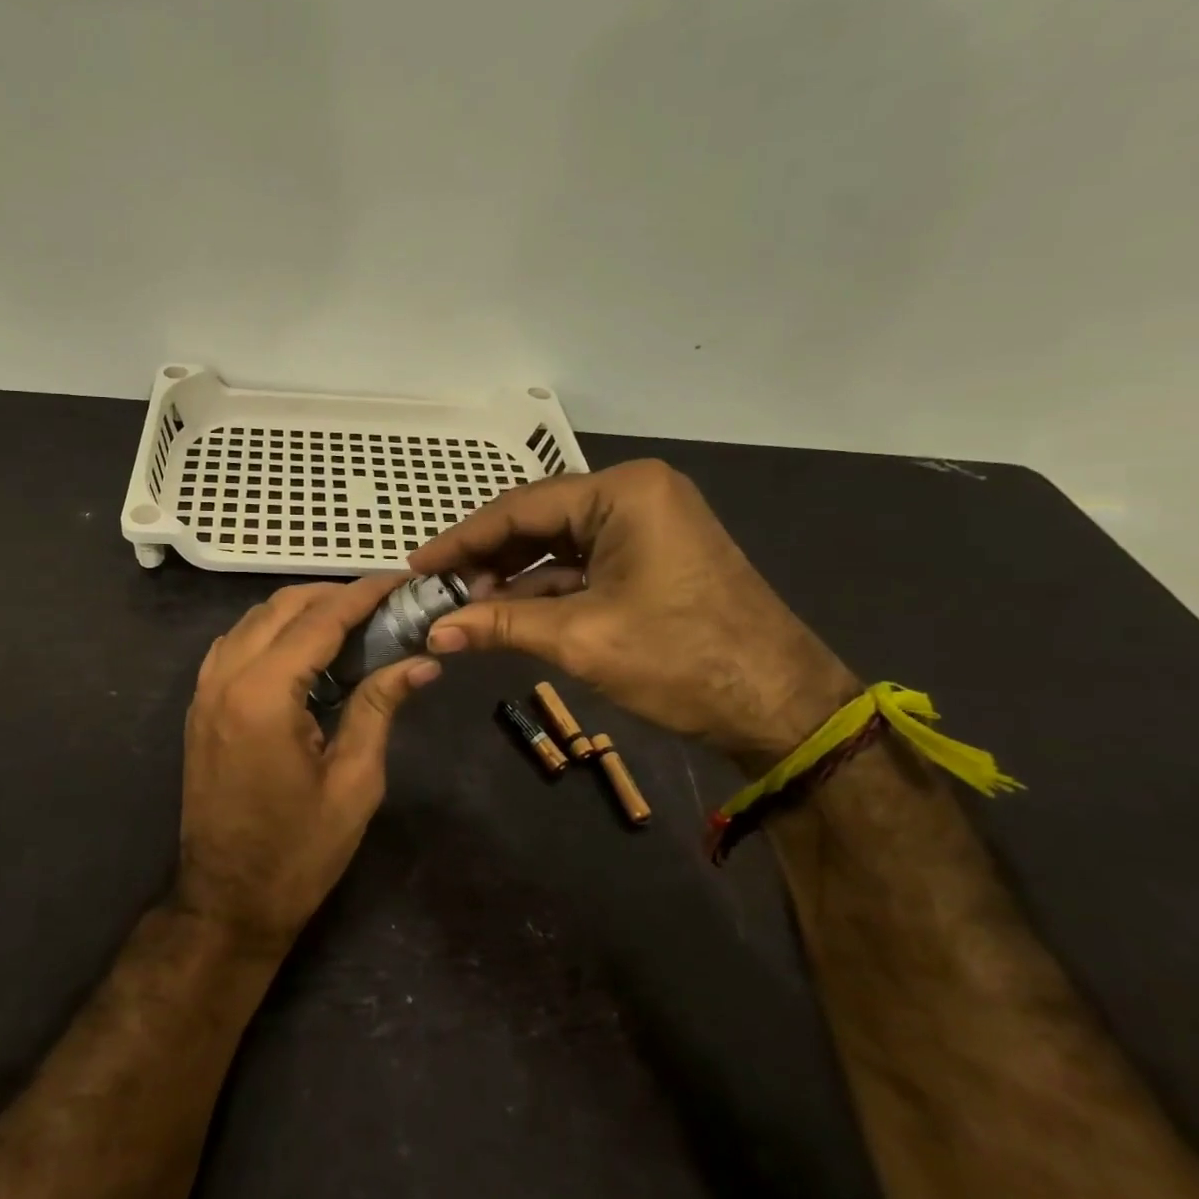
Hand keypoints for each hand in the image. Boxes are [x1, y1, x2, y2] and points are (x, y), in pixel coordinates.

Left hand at [175, 576, 441, 952]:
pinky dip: (270, 630)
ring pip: (253, 619)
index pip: (320, 621)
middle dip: (332, 595)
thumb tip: (422, 661)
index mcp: (264, 695)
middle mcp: (226, 678)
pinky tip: (302, 649)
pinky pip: (235, 643)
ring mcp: (205, 690)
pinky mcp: (200, 705)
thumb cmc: (299, 850)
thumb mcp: (355, 780)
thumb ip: (380, 707)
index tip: (399, 580)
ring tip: (349, 620)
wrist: (228, 901)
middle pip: (282, 607)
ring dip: (300, 609)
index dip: (363, 595)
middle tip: (381, 603)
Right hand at [410, 460, 857, 759]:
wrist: (781, 706)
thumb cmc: (681, 659)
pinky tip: (511, 611)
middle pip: (538, 520)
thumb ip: (500, 624)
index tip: (417, 565)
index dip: (462, 540)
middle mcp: (635, 493)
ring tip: (467, 606)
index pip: (520, 507)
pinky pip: (584, 561)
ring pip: (559, 542)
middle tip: (440, 591)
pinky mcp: (653, 554)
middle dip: (488, 558)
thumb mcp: (581, 639)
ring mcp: (648, 522)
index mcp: (622, 492)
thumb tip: (434, 632)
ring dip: (515, 575)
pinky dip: (547, 586)